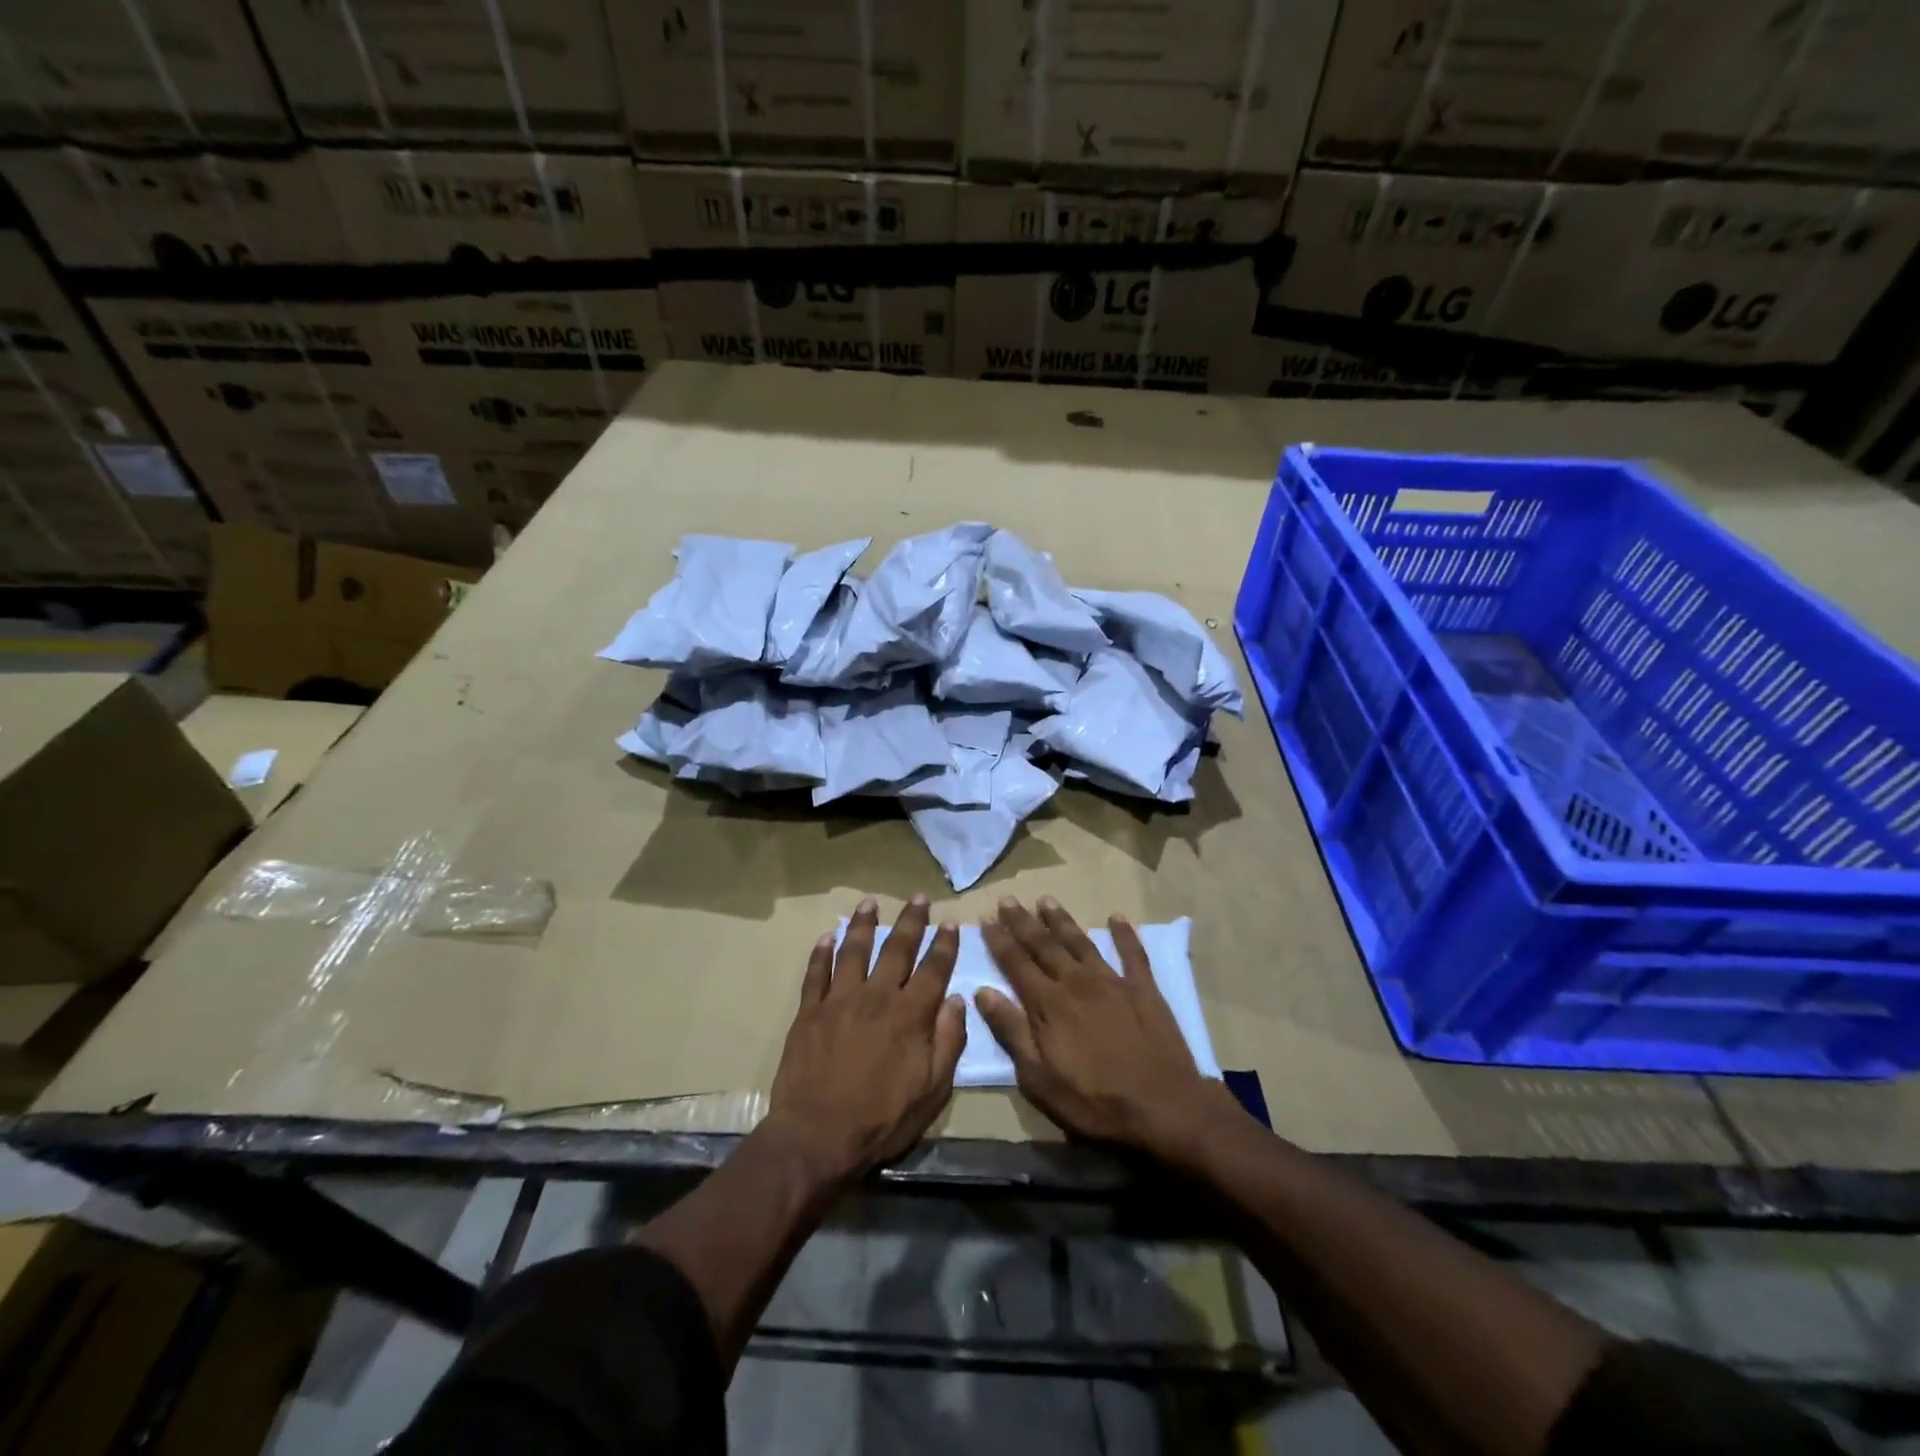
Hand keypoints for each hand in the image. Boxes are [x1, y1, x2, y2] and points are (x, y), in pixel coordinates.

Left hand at [767, 894, 966, 1182]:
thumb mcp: (932, 1090)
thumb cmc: (882, 1119)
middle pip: (897, 949)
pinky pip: (815, 974)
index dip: (944, 944)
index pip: (933, 969)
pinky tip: (825, 937)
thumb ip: (948, 1041)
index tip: (950, 922)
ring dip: (863, 924)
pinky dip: (821, 953)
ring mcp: (839, 1000)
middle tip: (918, 897)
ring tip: (870, 902)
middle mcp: (876, 996)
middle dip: (911, 921)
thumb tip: (958, 1000)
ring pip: (854, 950)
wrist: (817, 1136)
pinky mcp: (809, 1012)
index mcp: (910, 1014)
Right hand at [976, 897, 1233, 1158]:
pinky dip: (1124, 934)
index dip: (999, 939)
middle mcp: (1077, 982)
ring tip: (1046, 900)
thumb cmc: (1094, 1102)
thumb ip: (1011, 1031)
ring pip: (1081, 942)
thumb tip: (983, 992)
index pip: (1016, 963)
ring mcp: (1113, 982)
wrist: (1164, 1108)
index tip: (984, 918)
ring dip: (1062, 920)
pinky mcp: (1144, 989)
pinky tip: (1116, 917)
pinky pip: (1133, 953)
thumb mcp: (1039, 1079)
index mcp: (1049, 1004)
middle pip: (1044, 945)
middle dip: (1023, 922)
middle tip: (1007, 899)